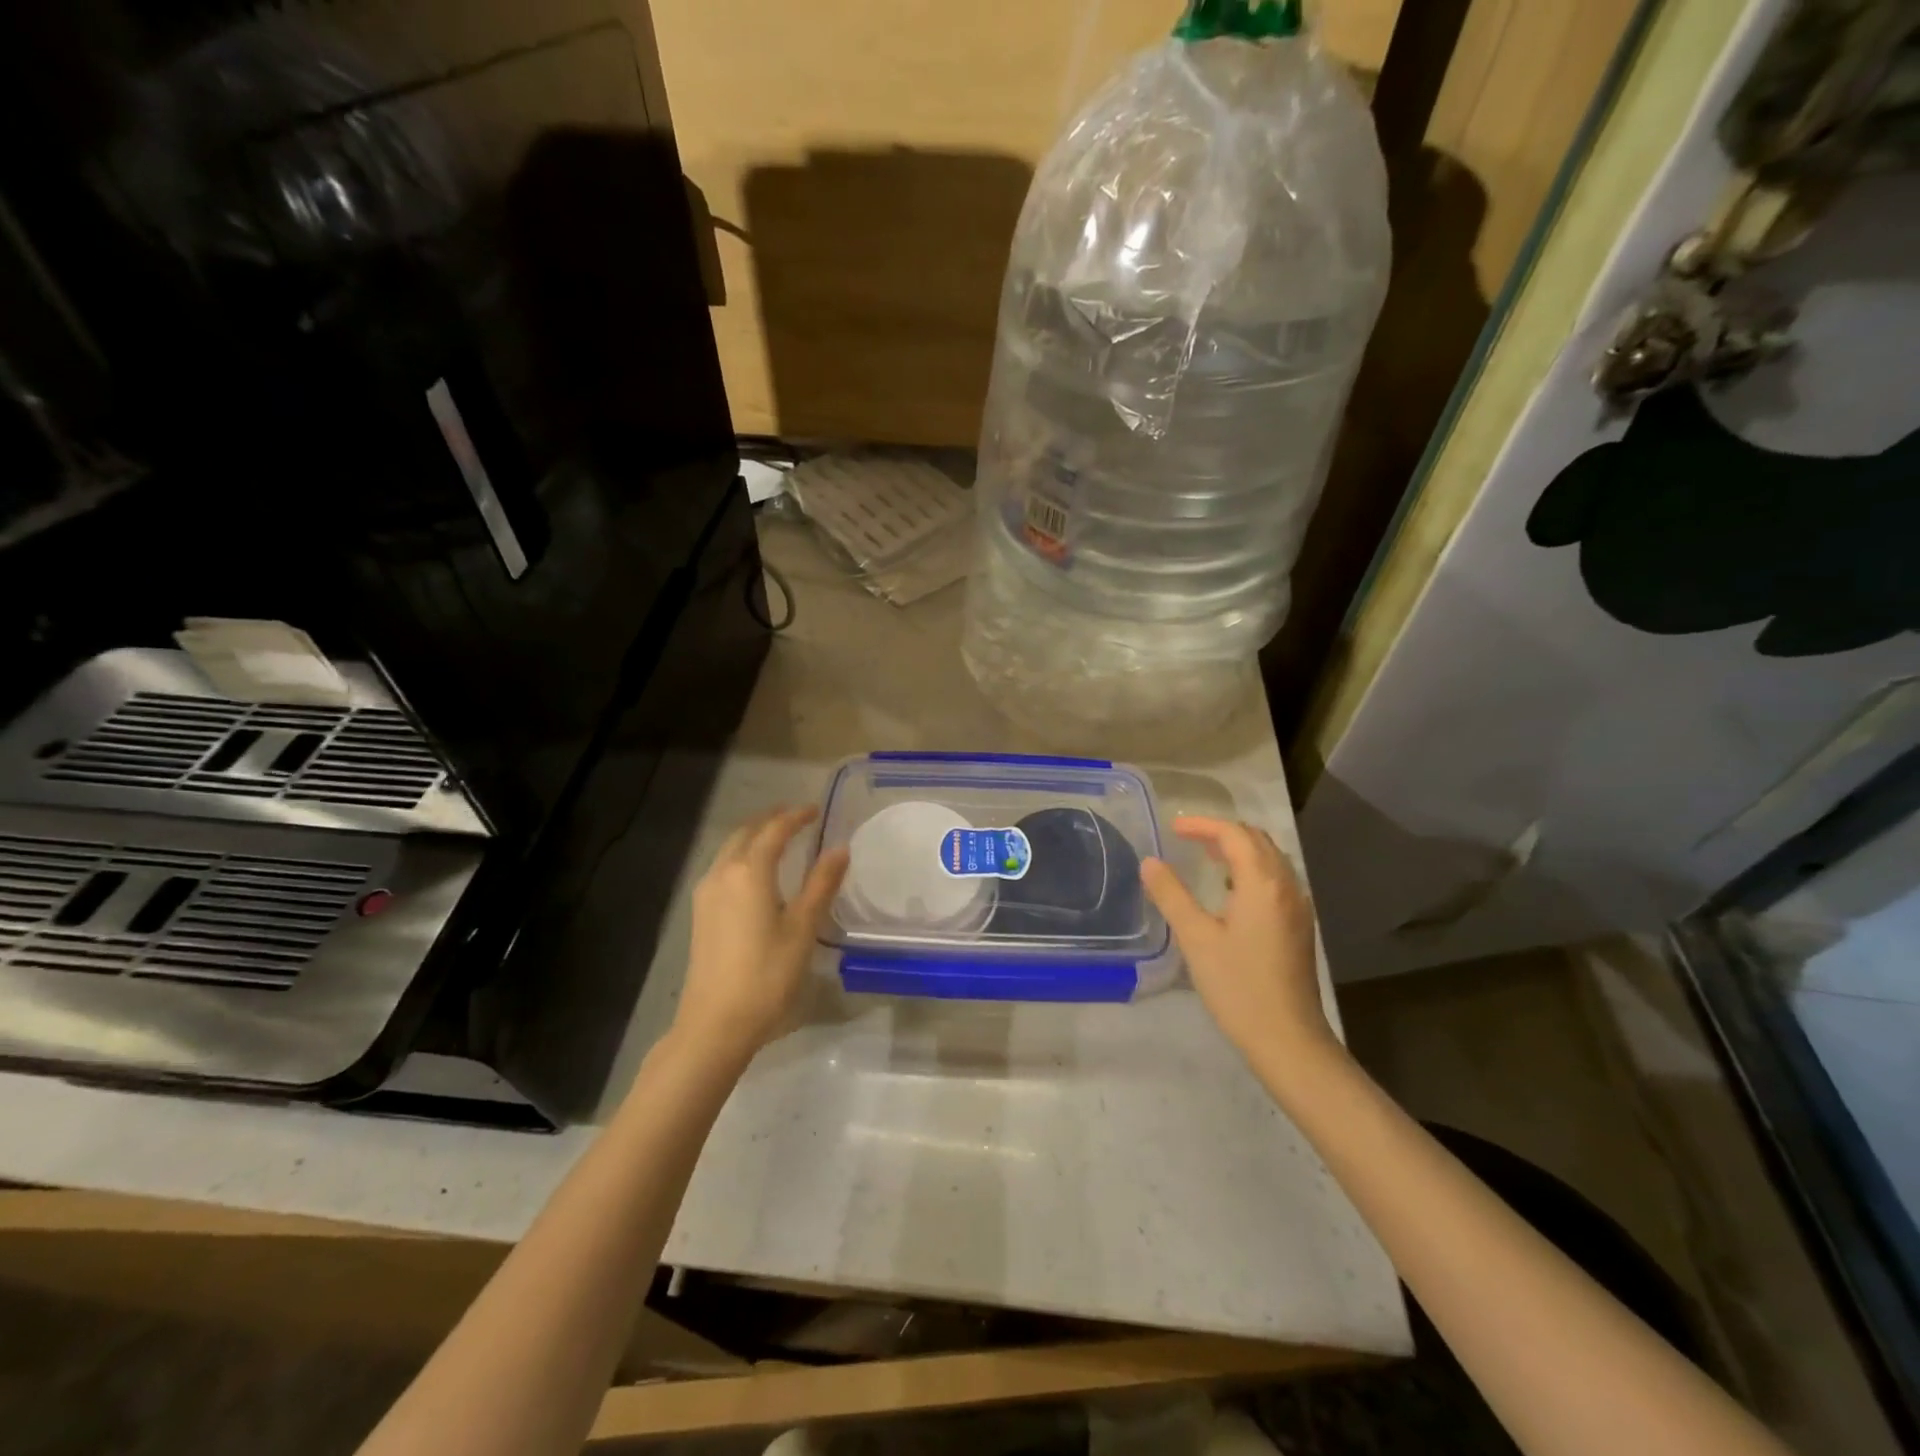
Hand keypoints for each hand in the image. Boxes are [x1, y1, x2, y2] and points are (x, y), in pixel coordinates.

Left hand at [673, 806, 848, 1060]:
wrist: (715, 1023)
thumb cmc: (766, 975)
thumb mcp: (803, 929)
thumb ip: (821, 884)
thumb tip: (839, 849)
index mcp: (749, 872)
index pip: (775, 830)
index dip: (796, 816)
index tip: (816, 810)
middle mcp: (723, 873)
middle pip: (746, 832)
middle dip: (771, 820)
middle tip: (797, 817)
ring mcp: (706, 893)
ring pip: (730, 849)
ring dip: (754, 836)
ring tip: (779, 838)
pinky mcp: (700, 912)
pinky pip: (723, 867)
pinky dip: (742, 855)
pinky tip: (757, 872)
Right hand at [1141, 817, 1337, 1067]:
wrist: (1288, 1039)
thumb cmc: (1238, 986)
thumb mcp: (1196, 938)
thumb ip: (1171, 895)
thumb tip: (1150, 862)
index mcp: (1262, 883)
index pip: (1234, 834)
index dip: (1202, 825)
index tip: (1172, 829)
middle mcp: (1286, 886)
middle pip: (1257, 840)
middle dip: (1222, 832)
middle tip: (1187, 839)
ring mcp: (1298, 907)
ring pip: (1270, 859)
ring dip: (1239, 849)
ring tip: (1206, 858)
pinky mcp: (1299, 926)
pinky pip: (1276, 879)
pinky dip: (1251, 870)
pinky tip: (1230, 891)